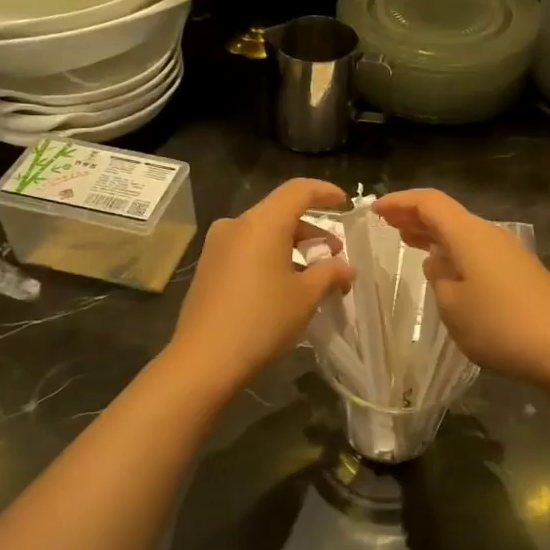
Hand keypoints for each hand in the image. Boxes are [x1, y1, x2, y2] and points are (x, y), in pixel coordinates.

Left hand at [169, 179, 352, 394]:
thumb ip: (330, 273)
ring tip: (314, 274)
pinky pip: (247, 250)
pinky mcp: (208, 268)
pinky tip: (285, 285)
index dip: (324, 192)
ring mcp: (217, 246)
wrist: (205, 359)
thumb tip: (345, 268)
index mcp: (262, 223)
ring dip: (292, 246)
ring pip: (263, 233)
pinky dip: (270, 257)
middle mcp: (236, 225)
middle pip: (280, 213)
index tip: (344, 203)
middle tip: (335, 254)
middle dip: (312, 229)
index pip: (298, 190)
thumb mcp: (306, 296)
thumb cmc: (263, 320)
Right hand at [371, 189, 549, 387]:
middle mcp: (490, 234)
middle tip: (386, 224)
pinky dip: (453, 250)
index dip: (400, 202)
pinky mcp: (519, 271)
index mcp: (470, 234)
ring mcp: (508, 252)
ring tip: (407, 240)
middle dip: (415, 216)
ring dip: (434, 234)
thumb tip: (438, 261)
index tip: (375, 210)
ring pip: (462, 233)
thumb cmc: (499, 325)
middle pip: (447, 214)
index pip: (430, 203)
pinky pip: (477, 250)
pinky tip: (444, 267)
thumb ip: (438, 276)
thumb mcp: (453, 305)